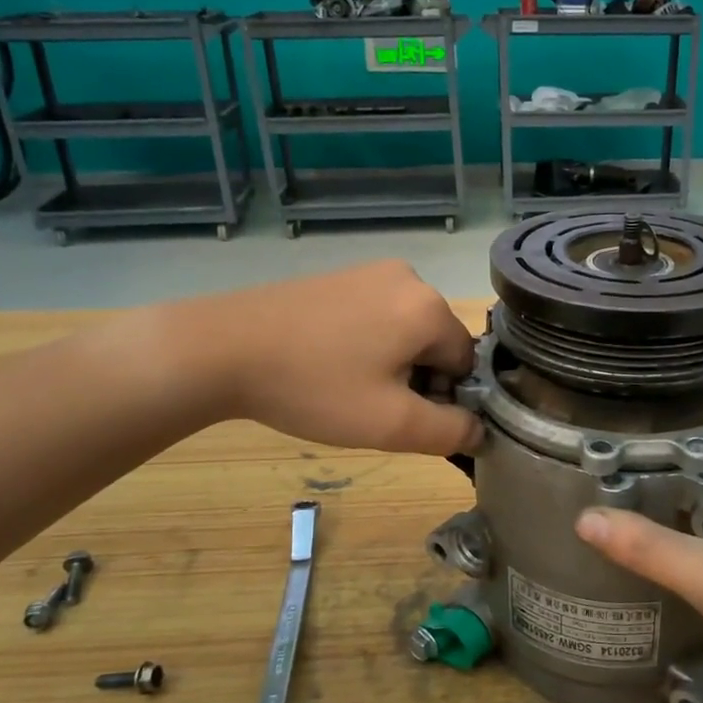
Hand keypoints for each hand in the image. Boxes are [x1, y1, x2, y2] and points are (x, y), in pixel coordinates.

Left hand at [199, 261, 481, 455]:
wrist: (222, 349)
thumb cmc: (315, 388)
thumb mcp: (390, 424)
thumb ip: (449, 432)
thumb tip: (480, 430)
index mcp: (430, 307)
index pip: (465, 364)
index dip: (441, 398)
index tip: (400, 416)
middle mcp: (410, 278)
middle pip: (437, 344)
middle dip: (416, 379)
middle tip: (370, 406)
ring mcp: (371, 271)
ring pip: (406, 332)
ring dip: (391, 364)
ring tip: (345, 386)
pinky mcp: (341, 276)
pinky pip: (377, 316)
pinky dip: (366, 344)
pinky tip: (329, 363)